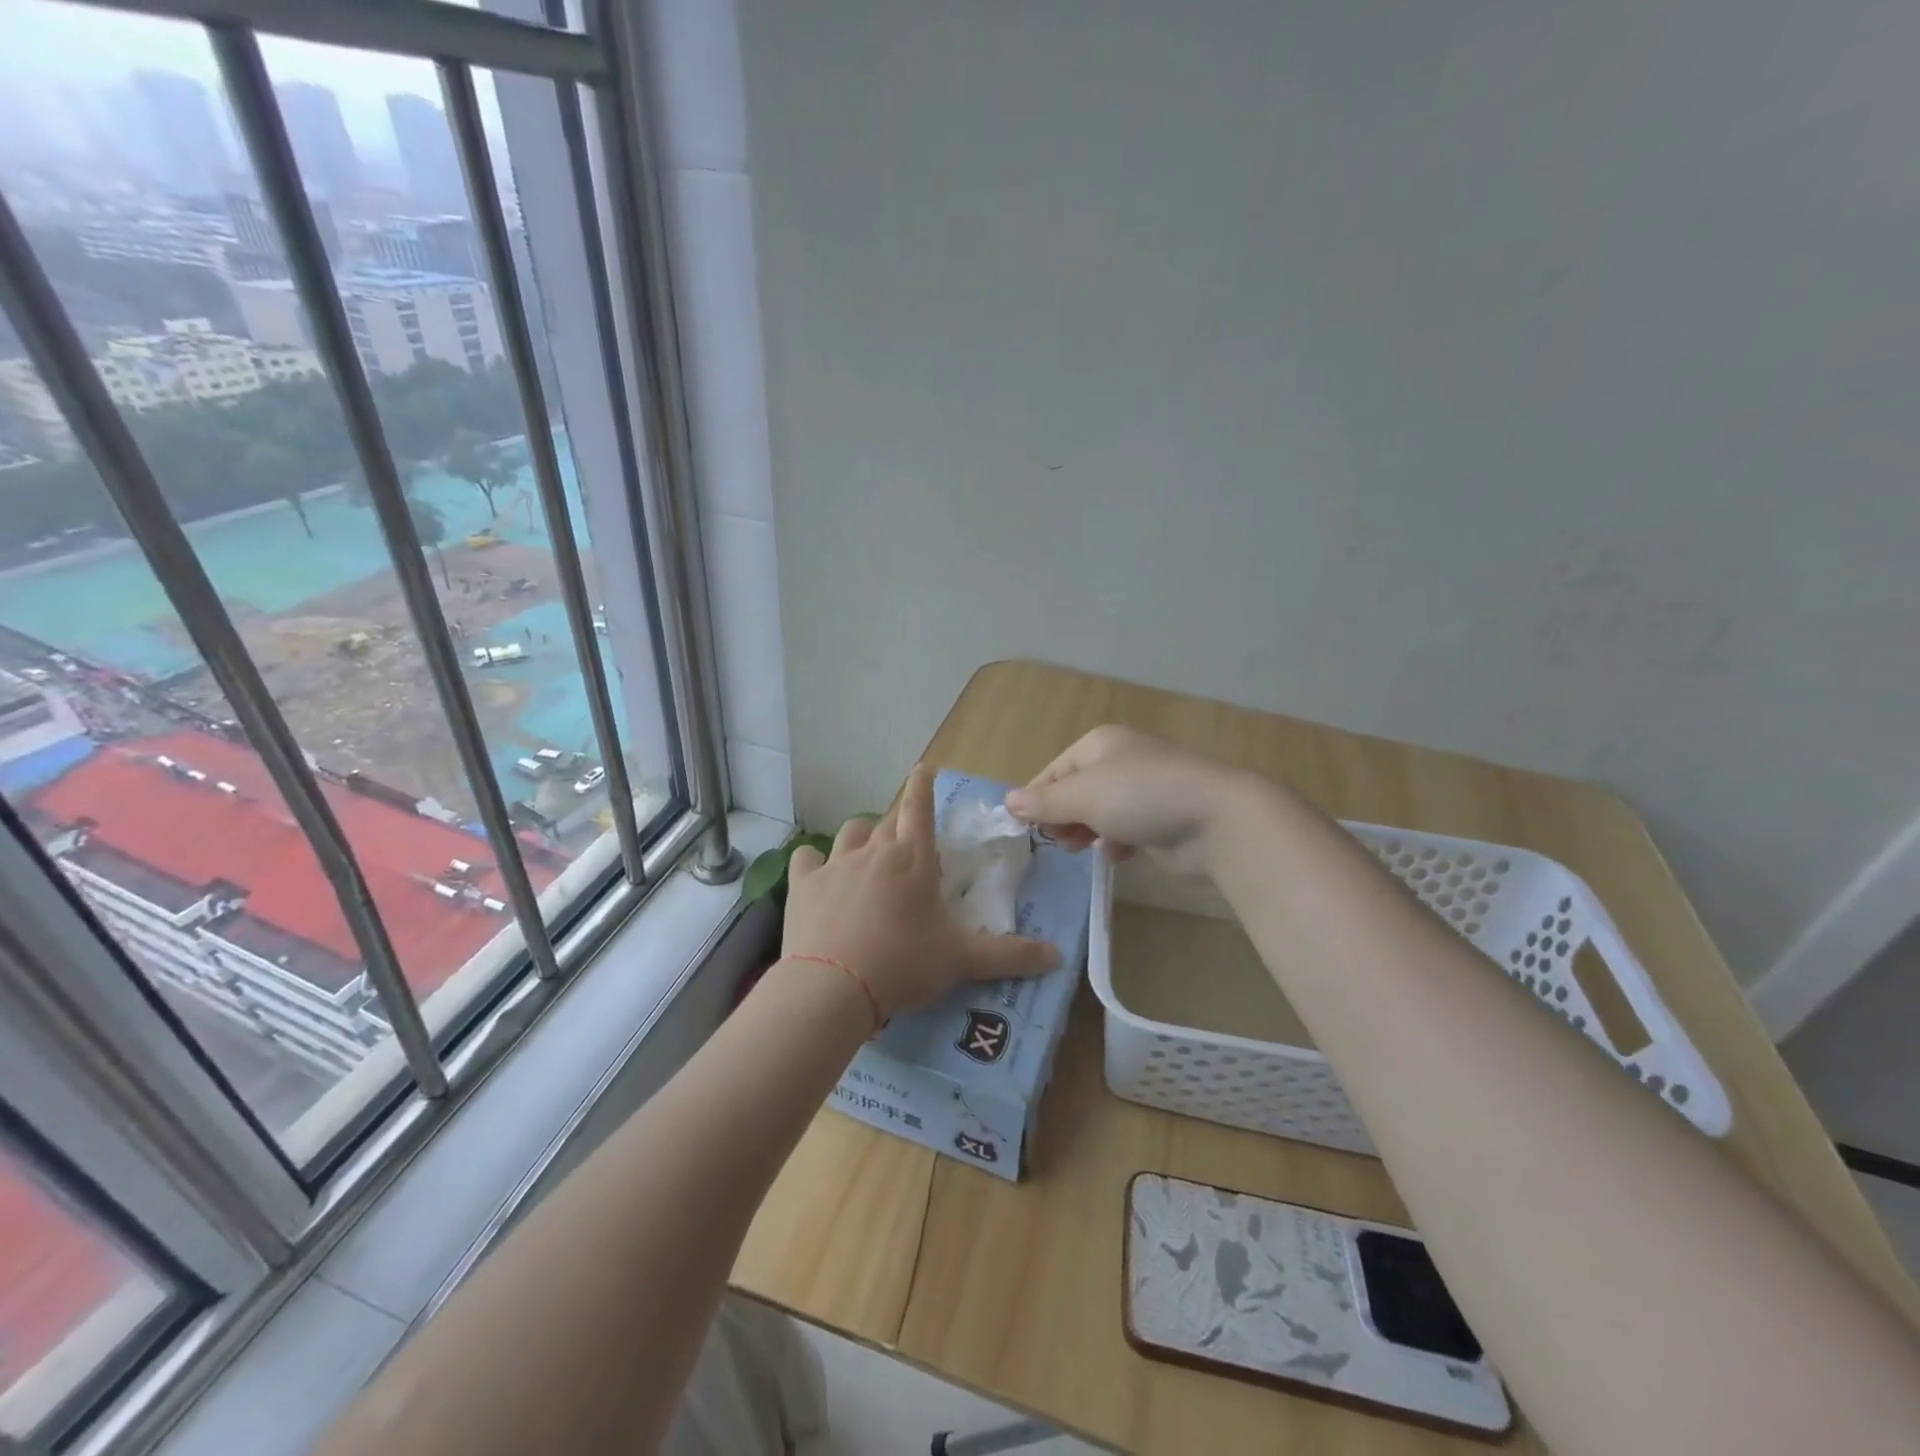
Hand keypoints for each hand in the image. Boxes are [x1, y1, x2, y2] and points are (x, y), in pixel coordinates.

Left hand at [782, 764, 1059, 1018]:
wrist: (833, 987)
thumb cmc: (903, 964)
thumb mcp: (961, 960)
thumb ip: (1010, 955)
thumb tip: (1058, 955)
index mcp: (913, 860)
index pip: (920, 808)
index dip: (922, 786)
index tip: (922, 766)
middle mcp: (874, 851)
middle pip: (888, 819)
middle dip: (899, 818)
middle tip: (906, 831)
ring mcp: (835, 865)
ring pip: (850, 832)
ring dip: (862, 836)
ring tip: (867, 852)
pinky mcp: (804, 885)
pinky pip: (807, 858)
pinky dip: (814, 861)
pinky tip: (817, 872)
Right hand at [1004, 725, 1253, 876]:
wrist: (1216, 821)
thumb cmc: (1140, 796)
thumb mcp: (1082, 796)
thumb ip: (1043, 802)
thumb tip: (1008, 802)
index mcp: (1100, 743)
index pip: (1054, 771)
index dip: (1036, 799)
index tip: (1024, 829)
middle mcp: (1121, 760)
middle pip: (1075, 792)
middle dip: (1062, 818)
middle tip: (1059, 840)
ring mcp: (1144, 789)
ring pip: (1099, 813)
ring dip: (1086, 832)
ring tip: (1082, 848)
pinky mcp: (1161, 818)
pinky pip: (1125, 829)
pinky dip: (1117, 842)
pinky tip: (1118, 854)